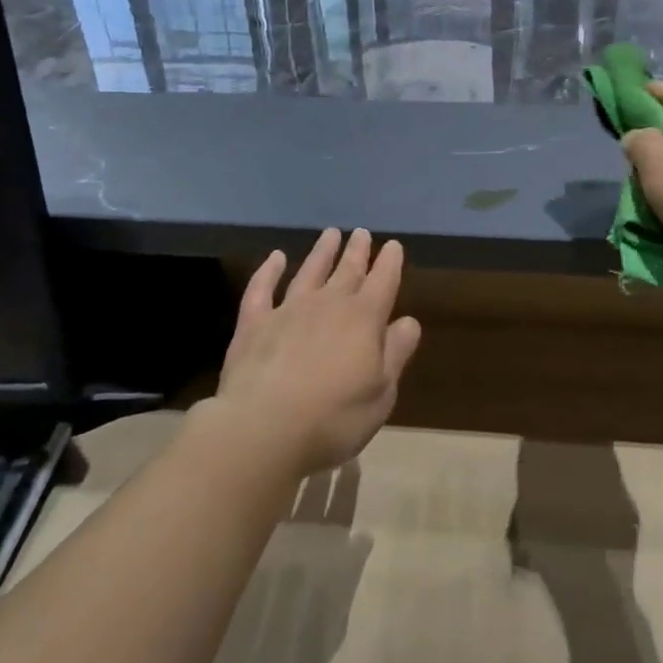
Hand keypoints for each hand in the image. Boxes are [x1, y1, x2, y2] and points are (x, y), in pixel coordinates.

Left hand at [206, 229, 421, 480]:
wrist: (263, 429)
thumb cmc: (333, 419)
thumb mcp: (381, 394)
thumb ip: (396, 354)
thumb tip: (409, 321)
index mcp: (364, 319)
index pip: (383, 281)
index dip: (389, 262)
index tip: (392, 245)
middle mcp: (328, 304)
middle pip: (347, 270)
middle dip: (357, 251)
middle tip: (361, 233)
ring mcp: (288, 309)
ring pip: (309, 270)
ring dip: (321, 252)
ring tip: (330, 234)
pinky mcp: (254, 323)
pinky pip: (262, 288)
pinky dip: (269, 270)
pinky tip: (275, 257)